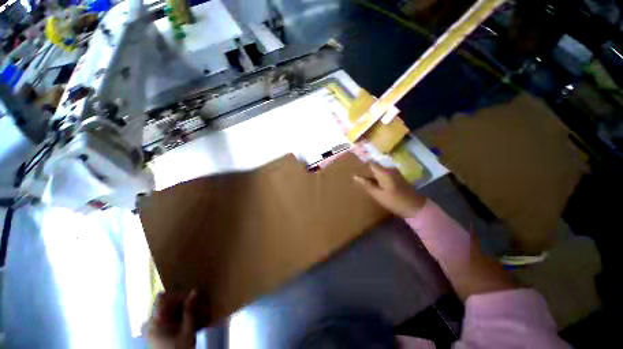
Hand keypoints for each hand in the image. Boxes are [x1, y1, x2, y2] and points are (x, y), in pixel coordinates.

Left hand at [147, 291, 197, 348]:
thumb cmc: (179, 348)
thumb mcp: (187, 329)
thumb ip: (189, 310)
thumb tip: (194, 291)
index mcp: (156, 320)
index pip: (163, 298)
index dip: (176, 294)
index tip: (190, 294)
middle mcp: (151, 321)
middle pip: (165, 304)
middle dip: (180, 301)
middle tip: (194, 300)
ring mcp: (152, 328)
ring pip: (166, 310)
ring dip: (179, 308)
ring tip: (193, 309)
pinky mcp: (156, 333)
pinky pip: (166, 318)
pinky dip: (176, 315)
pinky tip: (186, 318)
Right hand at [354, 163, 426, 217]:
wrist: (415, 207)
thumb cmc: (395, 201)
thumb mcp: (378, 194)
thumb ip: (366, 184)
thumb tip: (354, 176)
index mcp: (384, 172)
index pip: (370, 163)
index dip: (362, 165)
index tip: (355, 169)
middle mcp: (389, 169)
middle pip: (375, 167)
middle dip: (366, 172)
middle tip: (357, 178)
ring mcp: (395, 173)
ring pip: (379, 171)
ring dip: (372, 176)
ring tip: (364, 182)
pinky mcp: (397, 178)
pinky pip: (384, 175)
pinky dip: (378, 179)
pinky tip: (374, 185)